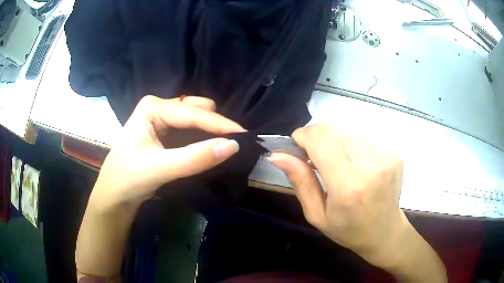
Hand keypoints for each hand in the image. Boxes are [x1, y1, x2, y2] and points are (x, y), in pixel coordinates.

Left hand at [90, 95, 244, 209]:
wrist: (115, 193)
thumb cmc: (128, 178)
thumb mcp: (160, 168)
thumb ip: (195, 158)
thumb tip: (232, 146)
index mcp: (153, 107)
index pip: (193, 112)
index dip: (220, 124)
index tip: (244, 137)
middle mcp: (159, 107)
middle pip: (198, 109)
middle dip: (216, 126)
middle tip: (233, 145)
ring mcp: (163, 118)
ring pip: (197, 118)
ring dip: (211, 131)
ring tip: (225, 146)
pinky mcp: (166, 131)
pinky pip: (192, 129)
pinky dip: (204, 137)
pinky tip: (210, 147)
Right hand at [270, 124, 405, 267]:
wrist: (385, 231)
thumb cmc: (348, 230)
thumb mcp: (317, 214)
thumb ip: (300, 181)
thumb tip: (278, 154)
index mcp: (348, 186)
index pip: (320, 139)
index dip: (302, 137)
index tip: (297, 148)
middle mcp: (370, 164)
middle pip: (332, 130)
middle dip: (316, 138)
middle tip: (315, 160)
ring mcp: (385, 155)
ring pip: (346, 131)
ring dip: (334, 143)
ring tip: (338, 166)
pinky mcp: (393, 151)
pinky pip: (361, 137)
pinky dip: (351, 146)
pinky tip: (355, 165)